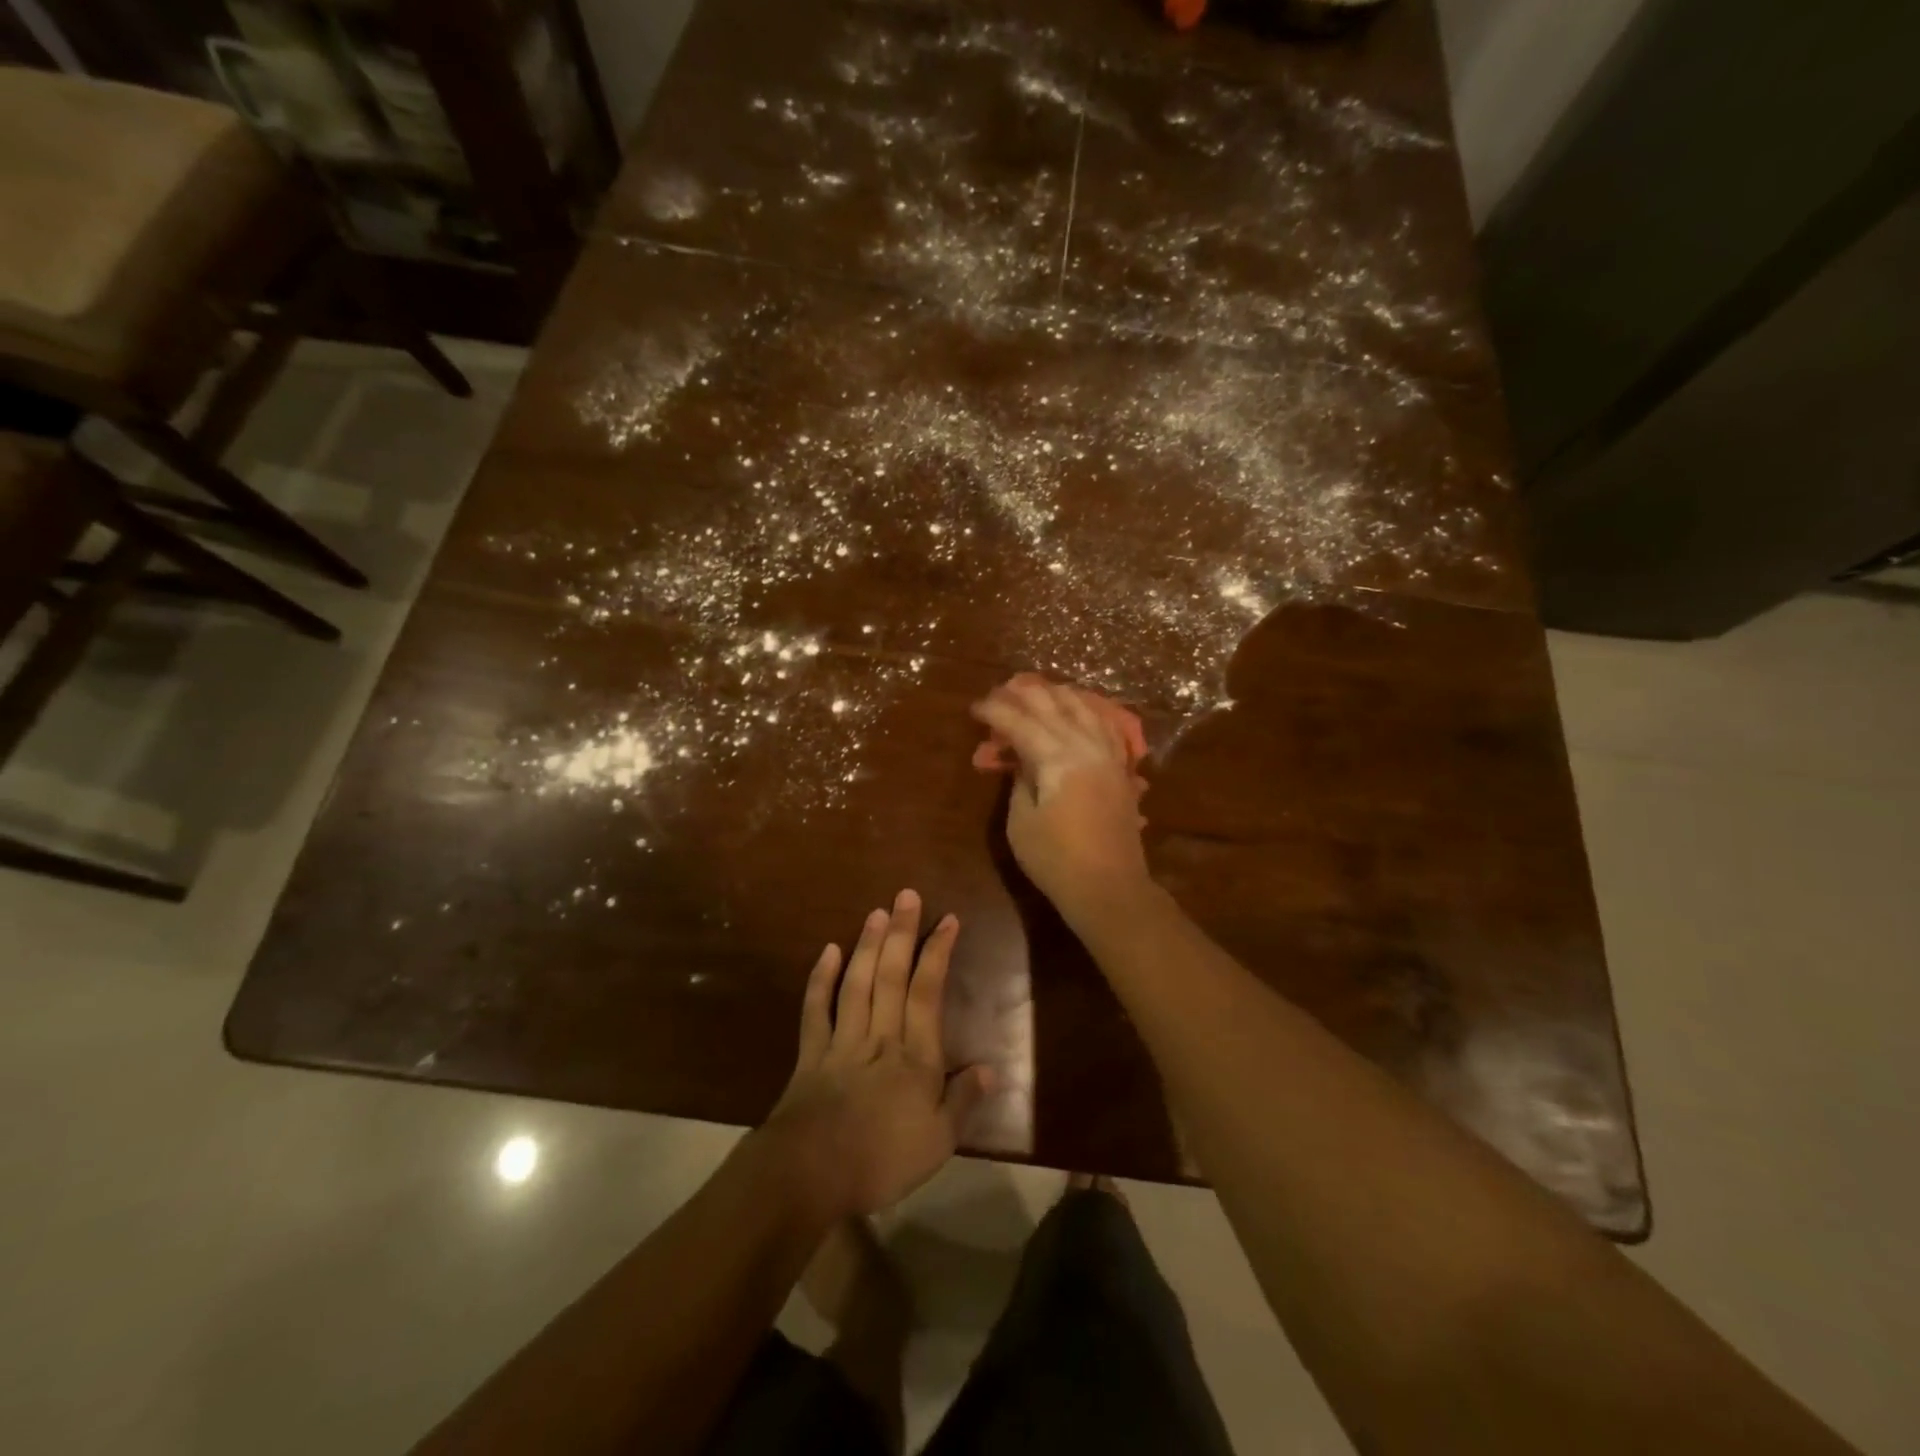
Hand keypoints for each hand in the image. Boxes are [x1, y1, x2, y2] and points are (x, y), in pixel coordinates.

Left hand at [766, 890, 991, 1217]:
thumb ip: (963, 1101)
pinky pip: (816, 1010)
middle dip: (901, 933)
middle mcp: (880, 1037)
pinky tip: (828, 951)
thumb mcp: (938, 1142)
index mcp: (914, 1057)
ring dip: (867, 946)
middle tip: (906, 895)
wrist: (810, 1175)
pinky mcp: (810, 1055)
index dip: (937, 952)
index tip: (947, 919)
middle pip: (891, 976)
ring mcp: (842, 1042)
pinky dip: (821, 980)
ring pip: (857, 984)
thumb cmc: (881, 1160)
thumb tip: (990, 1068)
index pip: (928, 992)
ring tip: (876, 912)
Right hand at [970, 677, 1152, 918]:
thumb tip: (1021, 759)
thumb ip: (1020, 781)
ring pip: (1084, 708)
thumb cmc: (1056, 860)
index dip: (995, 712)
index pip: (1020, 722)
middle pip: (1053, 706)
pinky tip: (1082, 709)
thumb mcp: (1021, 822)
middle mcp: (1085, 746)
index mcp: (1056, 758)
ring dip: (1058, 696)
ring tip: (1039, 690)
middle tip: (1001, 692)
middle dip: (1024, 694)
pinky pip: (1107, 726)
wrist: (1110, 887)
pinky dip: (1089, 711)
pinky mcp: (1121, 769)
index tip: (976, 708)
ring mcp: (1109, 755)